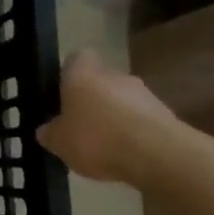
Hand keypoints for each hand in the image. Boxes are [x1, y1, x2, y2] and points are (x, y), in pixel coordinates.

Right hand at [35, 50, 177, 184]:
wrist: (158, 155)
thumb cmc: (97, 139)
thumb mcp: (58, 142)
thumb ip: (50, 133)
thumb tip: (47, 130)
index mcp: (82, 74)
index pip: (76, 58)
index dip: (69, 73)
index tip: (63, 92)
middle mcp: (114, 75)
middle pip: (100, 80)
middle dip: (92, 99)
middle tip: (81, 124)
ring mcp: (145, 94)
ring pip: (123, 100)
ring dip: (115, 117)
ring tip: (105, 146)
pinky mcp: (166, 115)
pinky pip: (142, 120)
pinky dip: (134, 133)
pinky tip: (127, 155)